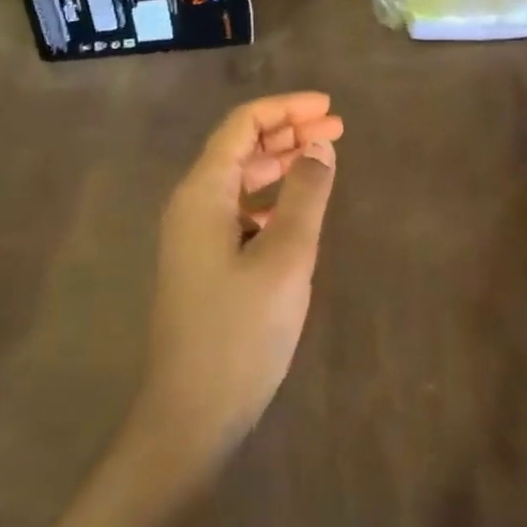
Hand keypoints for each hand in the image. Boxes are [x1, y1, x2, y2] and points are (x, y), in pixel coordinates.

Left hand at [137, 92, 344, 458]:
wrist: (189, 418)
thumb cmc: (239, 333)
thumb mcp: (284, 259)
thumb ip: (305, 196)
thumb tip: (319, 147)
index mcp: (202, 193)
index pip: (242, 125)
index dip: (286, 108)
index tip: (329, 108)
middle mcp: (192, 204)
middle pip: (241, 148)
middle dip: (288, 131)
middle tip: (337, 128)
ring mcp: (194, 236)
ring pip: (240, 179)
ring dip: (281, 163)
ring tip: (323, 158)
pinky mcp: (203, 263)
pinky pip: (239, 210)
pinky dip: (271, 197)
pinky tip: (297, 209)